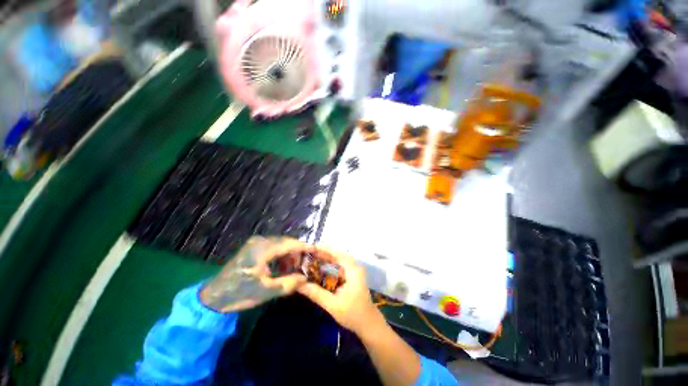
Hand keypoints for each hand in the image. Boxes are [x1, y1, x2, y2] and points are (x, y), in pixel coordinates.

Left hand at [200, 236, 307, 312]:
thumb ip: (289, 283)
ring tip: (295, 267)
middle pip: (285, 242)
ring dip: (289, 254)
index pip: (289, 244)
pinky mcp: (252, 248)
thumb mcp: (267, 291)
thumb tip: (305, 277)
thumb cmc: (240, 293)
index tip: (315, 250)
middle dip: (297, 252)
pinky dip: (280, 255)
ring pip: (279, 244)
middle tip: (306, 263)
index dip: (304, 247)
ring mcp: (255, 243)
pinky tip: (283, 266)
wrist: (213, 297)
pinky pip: (272, 248)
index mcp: (263, 249)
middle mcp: (260, 241)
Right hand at [297, 245, 384, 335]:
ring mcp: (352, 271)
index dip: (324, 249)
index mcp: (352, 269)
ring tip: (309, 259)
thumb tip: (298, 284)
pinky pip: (338, 268)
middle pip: (336, 255)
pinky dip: (328, 267)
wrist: (368, 324)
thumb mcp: (333, 305)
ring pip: (337, 261)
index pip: (337, 253)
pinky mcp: (350, 277)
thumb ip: (316, 293)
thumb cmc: (353, 314)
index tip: (310, 247)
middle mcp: (353, 266)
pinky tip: (318, 269)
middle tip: (306, 253)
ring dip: (324, 259)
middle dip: (322, 254)